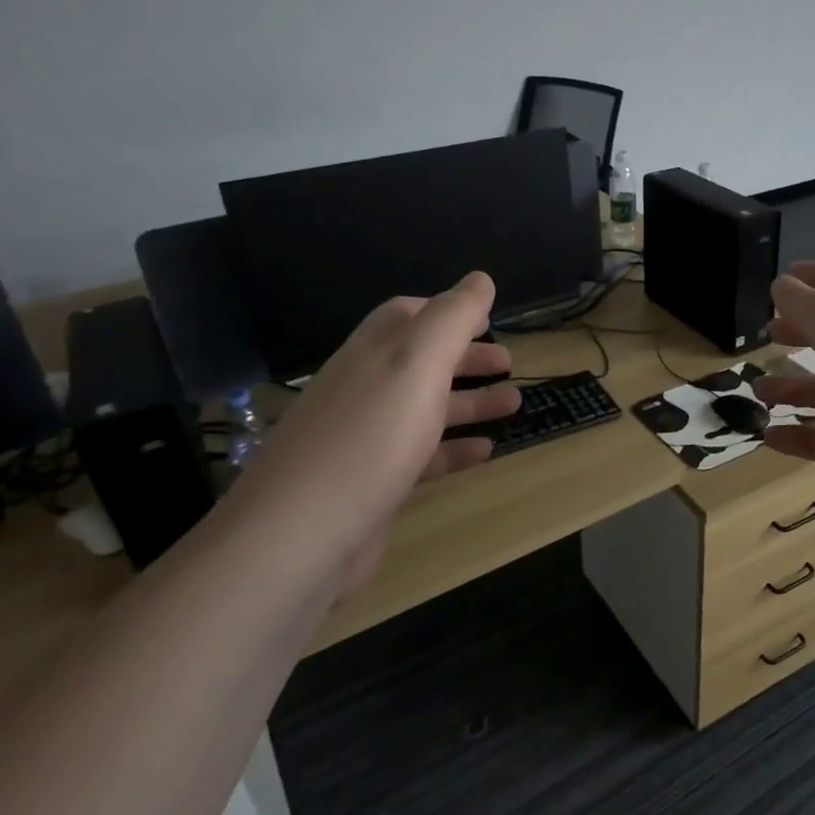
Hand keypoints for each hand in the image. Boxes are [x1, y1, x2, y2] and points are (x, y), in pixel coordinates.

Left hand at [216, 272, 520, 591]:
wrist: (300, 536)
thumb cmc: (370, 438)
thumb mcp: (417, 363)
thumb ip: (452, 318)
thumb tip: (480, 278)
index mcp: (373, 353)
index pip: (407, 316)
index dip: (447, 311)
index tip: (488, 317)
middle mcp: (365, 390)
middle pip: (421, 363)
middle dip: (466, 358)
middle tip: (509, 362)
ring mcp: (366, 440)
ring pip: (425, 410)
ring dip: (470, 403)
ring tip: (515, 403)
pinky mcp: (372, 486)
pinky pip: (421, 457)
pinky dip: (455, 450)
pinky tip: (487, 452)